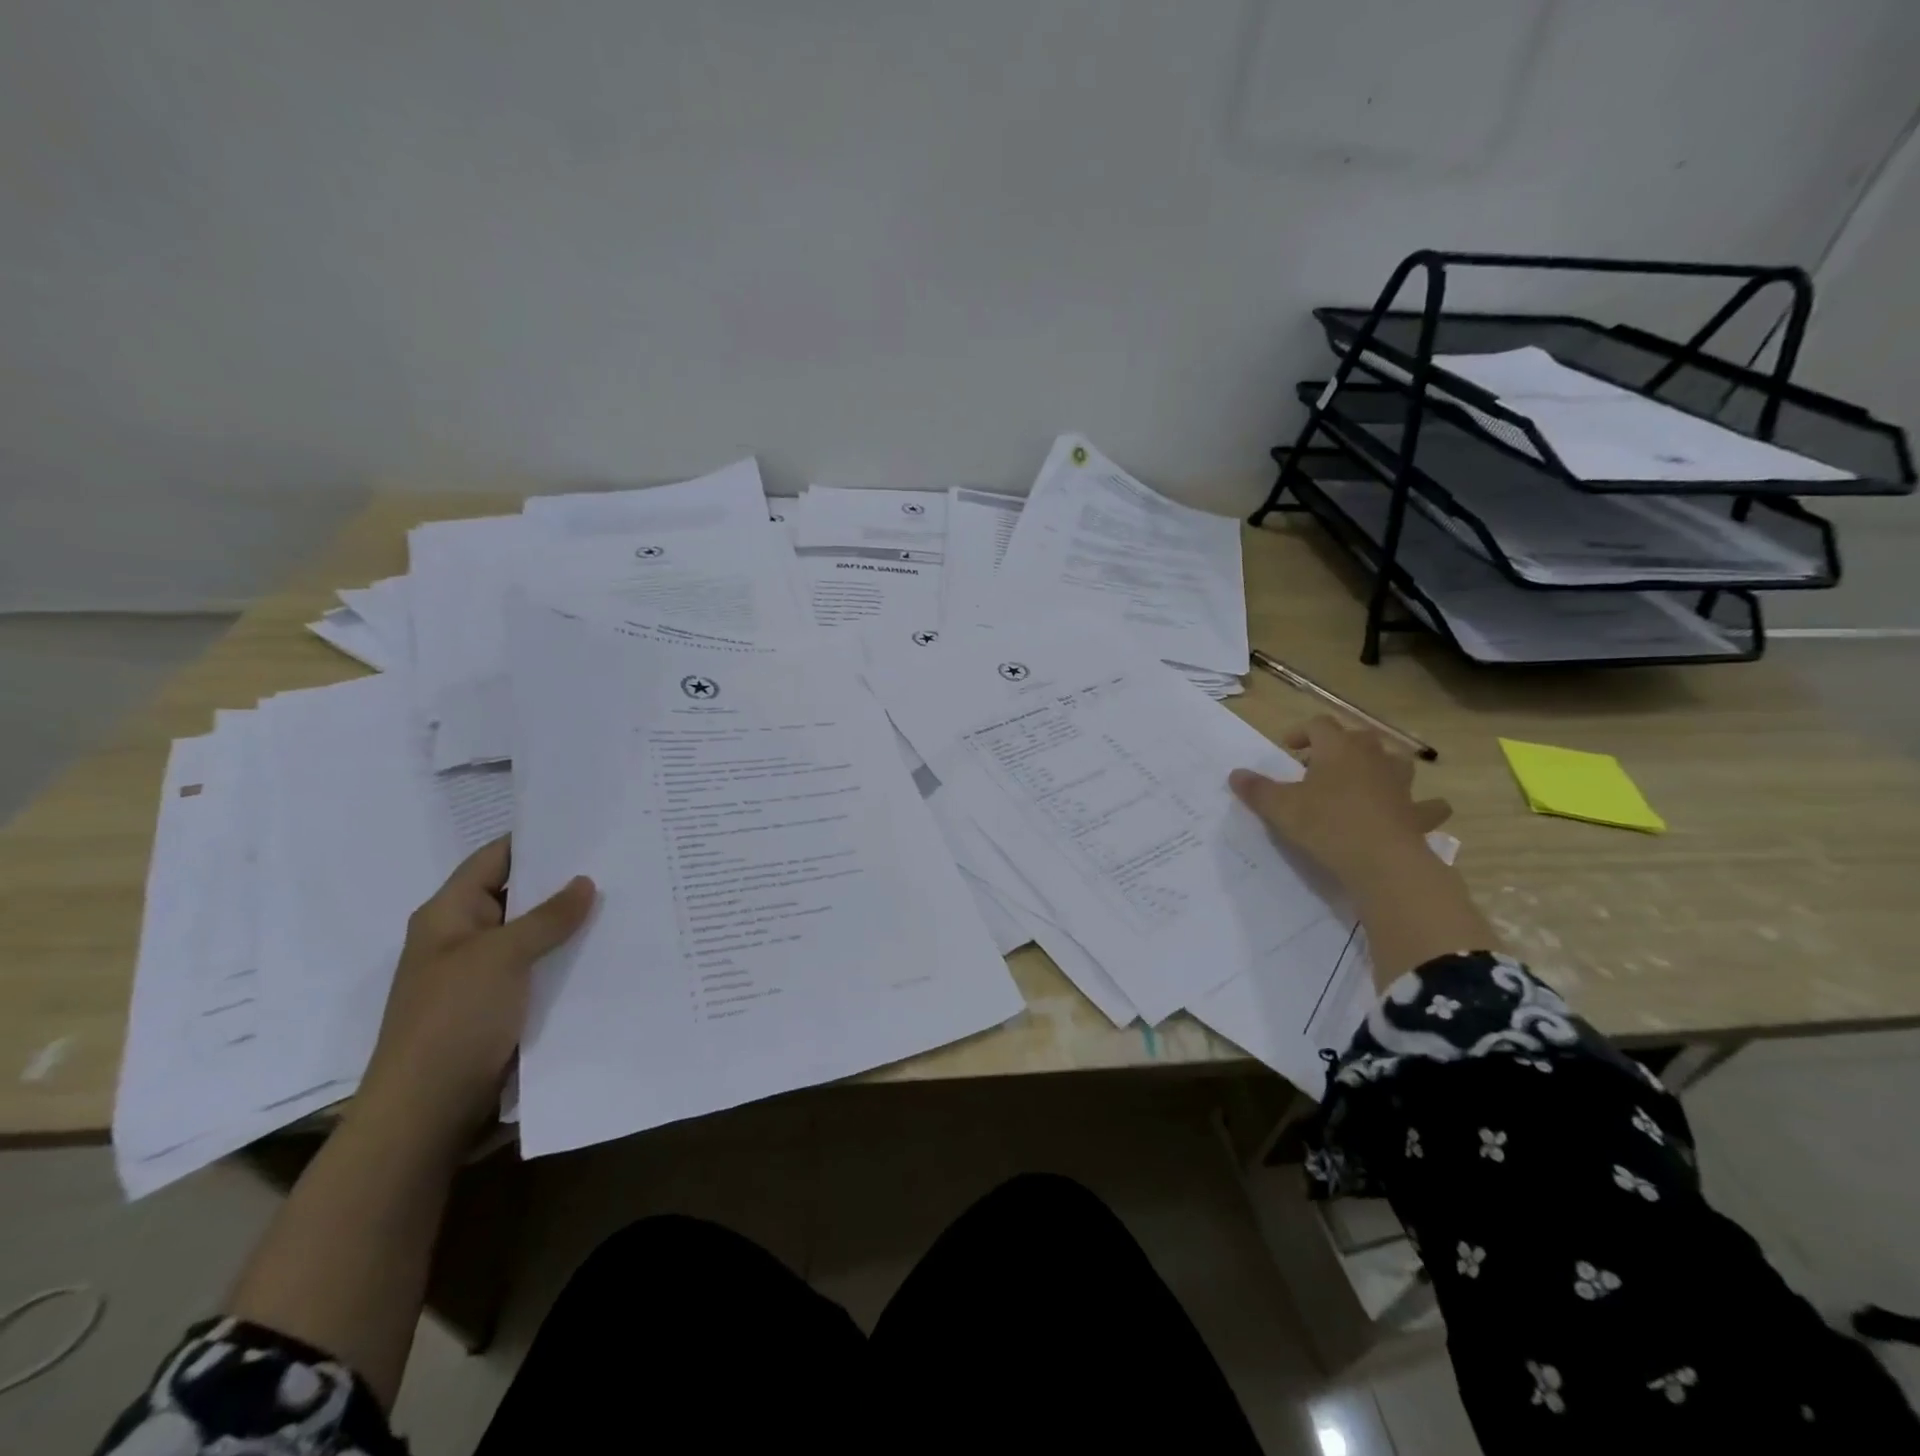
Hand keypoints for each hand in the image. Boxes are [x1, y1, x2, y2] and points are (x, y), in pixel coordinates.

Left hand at [356, 837, 594, 1145]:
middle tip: (618, 860)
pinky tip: (607, 949)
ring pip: (532, 934)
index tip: (585, 827)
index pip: (494, 858)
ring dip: (569, 922)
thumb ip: (547, 917)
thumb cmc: (454, 1019)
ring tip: (624, 899)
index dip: (535, 839)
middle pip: (517, 894)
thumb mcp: (503, 956)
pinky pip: (539, 968)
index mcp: (448, 914)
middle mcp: (463, 937)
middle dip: (562, 881)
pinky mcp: (501, 1005)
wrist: (427, 1110)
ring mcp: (482, 974)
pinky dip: (567, 957)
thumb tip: (585, 881)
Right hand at [1229, 715, 1451, 898]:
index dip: (1302, 731)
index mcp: (1337, 748)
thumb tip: (1235, 774)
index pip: (1320, 724)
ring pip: (1395, 761)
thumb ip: (1257, 789)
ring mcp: (1400, 784)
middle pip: (1359, 737)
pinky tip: (1412, 813)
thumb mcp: (1280, 808)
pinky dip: (1421, 806)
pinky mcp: (1417, 813)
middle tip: (1319, 766)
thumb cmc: (1325, 824)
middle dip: (1339, 746)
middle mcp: (1372, 757)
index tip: (1288, 748)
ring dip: (1381, 765)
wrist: (1382, 861)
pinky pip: (1426, 804)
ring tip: (1364, 780)